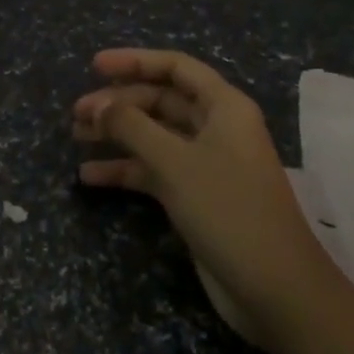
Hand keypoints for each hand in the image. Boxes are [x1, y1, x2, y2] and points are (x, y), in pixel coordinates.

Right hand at [73, 49, 327, 353]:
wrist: (277, 293)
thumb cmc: (229, 210)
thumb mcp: (174, 162)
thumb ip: (131, 126)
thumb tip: (98, 104)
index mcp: (223, 107)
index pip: (175, 67)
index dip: (134, 60)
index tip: (94, 66)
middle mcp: (216, 128)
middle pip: (161, 100)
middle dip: (118, 102)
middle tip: (77, 112)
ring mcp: (207, 164)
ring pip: (154, 135)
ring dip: (117, 134)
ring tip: (76, 136)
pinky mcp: (197, 197)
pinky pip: (154, 171)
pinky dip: (125, 170)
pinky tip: (89, 176)